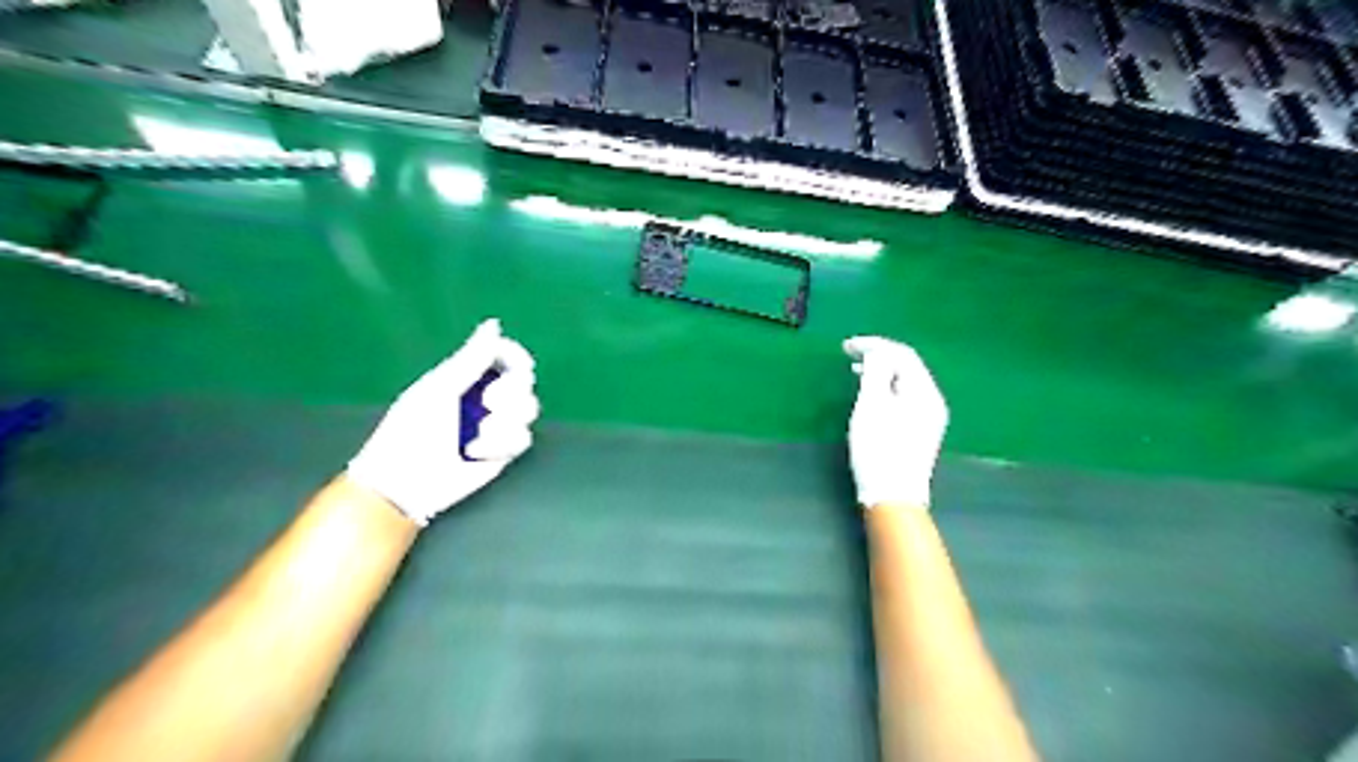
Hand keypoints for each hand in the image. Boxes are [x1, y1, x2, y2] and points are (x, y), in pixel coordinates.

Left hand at [347, 317, 537, 527]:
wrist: (407, 481)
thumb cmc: (412, 430)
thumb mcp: (440, 388)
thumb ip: (471, 358)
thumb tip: (493, 325)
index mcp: (465, 376)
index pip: (503, 355)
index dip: (514, 356)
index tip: (516, 365)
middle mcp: (485, 397)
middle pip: (523, 381)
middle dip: (510, 392)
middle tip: (489, 402)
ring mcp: (496, 424)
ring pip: (528, 409)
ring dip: (505, 421)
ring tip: (477, 435)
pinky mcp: (504, 450)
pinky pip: (523, 438)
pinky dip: (500, 444)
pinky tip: (475, 452)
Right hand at [845, 334, 945, 509]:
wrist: (893, 496)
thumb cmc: (879, 448)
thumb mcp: (872, 405)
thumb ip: (876, 372)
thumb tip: (877, 352)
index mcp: (924, 391)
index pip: (903, 354)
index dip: (875, 345)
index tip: (846, 346)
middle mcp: (932, 401)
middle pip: (907, 367)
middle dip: (879, 356)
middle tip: (849, 355)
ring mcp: (928, 418)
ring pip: (905, 383)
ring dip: (881, 372)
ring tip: (855, 371)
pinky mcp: (919, 432)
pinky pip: (904, 397)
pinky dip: (886, 389)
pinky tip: (870, 395)